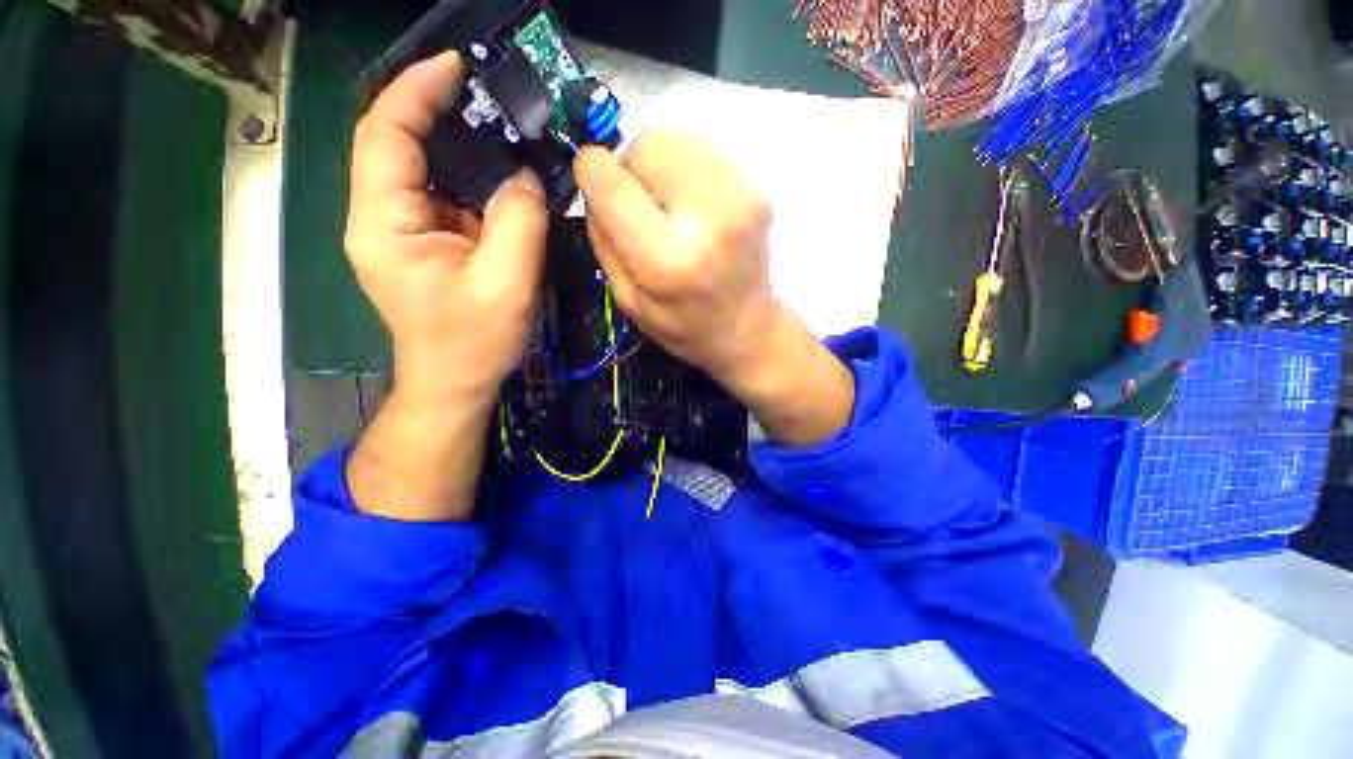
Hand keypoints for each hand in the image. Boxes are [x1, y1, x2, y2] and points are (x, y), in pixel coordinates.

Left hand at [345, 51, 546, 403]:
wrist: (453, 383)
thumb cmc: (474, 342)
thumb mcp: (507, 283)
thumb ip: (520, 222)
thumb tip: (528, 176)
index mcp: (385, 224)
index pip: (385, 134)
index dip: (416, 91)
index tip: (457, 65)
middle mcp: (379, 218)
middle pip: (395, 143)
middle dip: (436, 109)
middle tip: (486, 93)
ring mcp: (398, 231)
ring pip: (419, 168)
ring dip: (455, 144)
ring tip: (500, 127)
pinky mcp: (419, 243)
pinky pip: (439, 195)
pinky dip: (467, 178)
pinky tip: (499, 175)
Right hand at [575, 130, 854, 445]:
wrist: (748, 329)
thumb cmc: (684, 326)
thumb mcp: (628, 301)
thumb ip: (604, 239)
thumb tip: (594, 184)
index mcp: (666, 258)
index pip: (610, 180)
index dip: (591, 172)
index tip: (594, 186)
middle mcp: (706, 217)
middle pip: (646, 144)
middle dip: (630, 167)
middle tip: (639, 204)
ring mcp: (739, 197)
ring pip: (676, 138)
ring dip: (659, 164)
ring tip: (668, 205)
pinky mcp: (757, 189)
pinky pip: (704, 152)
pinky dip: (687, 169)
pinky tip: (693, 205)